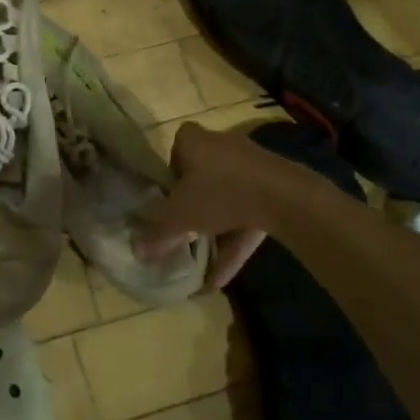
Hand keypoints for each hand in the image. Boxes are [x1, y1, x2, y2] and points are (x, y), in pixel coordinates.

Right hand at [136, 124, 278, 291]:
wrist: (283, 197)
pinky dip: (236, 240)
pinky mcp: (274, 186)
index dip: (171, 168)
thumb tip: (136, 252)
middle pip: (202, 172)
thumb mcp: (179, 217)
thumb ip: (157, 233)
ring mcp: (251, 165)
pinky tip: (222, 278)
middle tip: (184, 225)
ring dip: (216, 228)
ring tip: (202, 260)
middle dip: (195, 201)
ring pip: (227, 196)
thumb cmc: (218, 194)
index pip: (177, 145)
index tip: (169, 195)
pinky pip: (248, 213)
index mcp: (194, 141)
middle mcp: (222, 144)